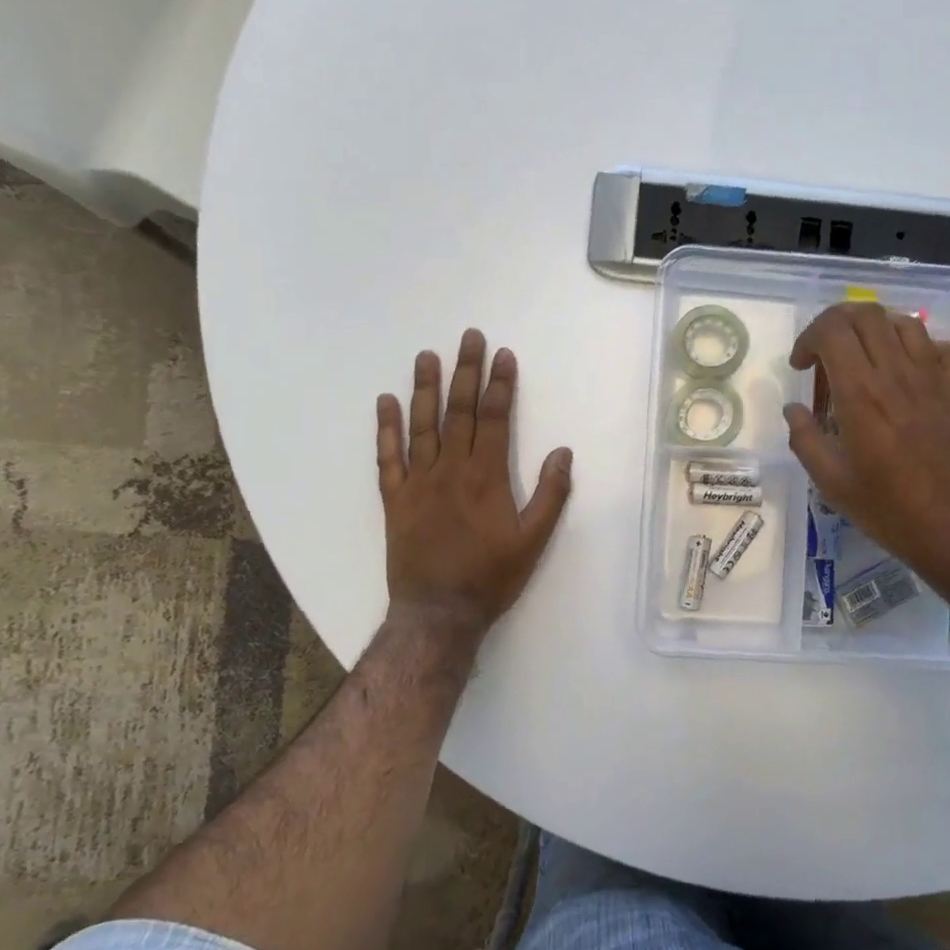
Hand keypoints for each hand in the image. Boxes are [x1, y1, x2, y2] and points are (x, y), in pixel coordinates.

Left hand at [376, 329, 572, 635]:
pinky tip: (386, 401)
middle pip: (459, 411)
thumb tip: (563, 452)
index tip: (503, 355)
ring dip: (426, 388)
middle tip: (468, 337)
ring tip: (427, 355)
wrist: (438, 612)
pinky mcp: (394, 499)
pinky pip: (388, 457)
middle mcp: (450, 470)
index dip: (500, 384)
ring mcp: (418, 482)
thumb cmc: (492, 577)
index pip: (494, 418)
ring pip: (422, 425)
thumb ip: (550, 494)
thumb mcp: (534, 540)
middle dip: (466, 371)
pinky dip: (386, 428)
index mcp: (487, 476)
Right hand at [783, 303, 949, 602]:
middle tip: (825, 354)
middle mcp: (898, 374)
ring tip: (863, 359)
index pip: (832, 330)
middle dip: (836, 323)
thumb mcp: (833, 484)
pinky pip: (947, 349)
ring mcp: (934, 379)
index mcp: (861, 394)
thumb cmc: (891, 512)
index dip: (808, 338)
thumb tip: (793, 410)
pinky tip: (912, 370)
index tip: (801, 367)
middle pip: (866, 314)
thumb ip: (805, 440)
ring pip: (904, 323)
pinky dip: (926, 348)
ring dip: (876, 330)